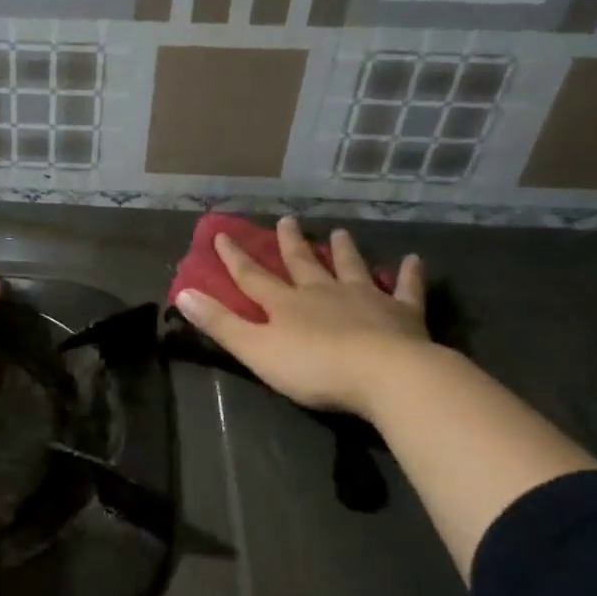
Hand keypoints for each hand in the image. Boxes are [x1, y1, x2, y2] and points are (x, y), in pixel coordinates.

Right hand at [174, 217, 428, 418]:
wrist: (384, 375)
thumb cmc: (313, 367)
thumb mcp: (255, 350)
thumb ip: (220, 323)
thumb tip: (182, 294)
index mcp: (286, 304)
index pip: (252, 277)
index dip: (235, 257)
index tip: (222, 235)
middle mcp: (323, 293)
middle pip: (303, 264)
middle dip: (291, 244)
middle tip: (288, 220)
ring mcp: (365, 299)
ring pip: (350, 268)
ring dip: (344, 250)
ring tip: (341, 232)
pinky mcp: (402, 314)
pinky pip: (406, 289)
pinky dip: (409, 275)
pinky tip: (414, 260)